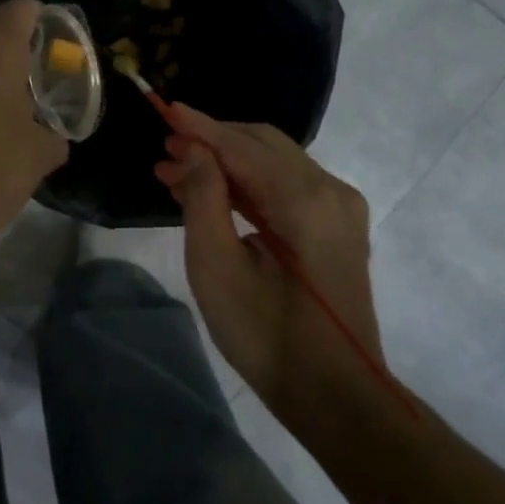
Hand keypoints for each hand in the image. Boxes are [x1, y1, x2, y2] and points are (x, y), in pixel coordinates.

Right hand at [155, 104, 383, 427]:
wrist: (335, 395)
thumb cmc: (267, 335)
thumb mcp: (218, 268)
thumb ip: (203, 199)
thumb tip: (193, 152)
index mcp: (305, 201)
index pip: (242, 147)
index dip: (200, 127)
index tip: (163, 108)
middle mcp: (331, 191)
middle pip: (263, 145)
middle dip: (212, 142)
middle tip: (165, 147)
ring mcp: (341, 209)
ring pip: (275, 164)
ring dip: (227, 163)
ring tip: (176, 171)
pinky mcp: (339, 227)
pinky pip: (288, 187)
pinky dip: (249, 183)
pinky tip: (213, 192)